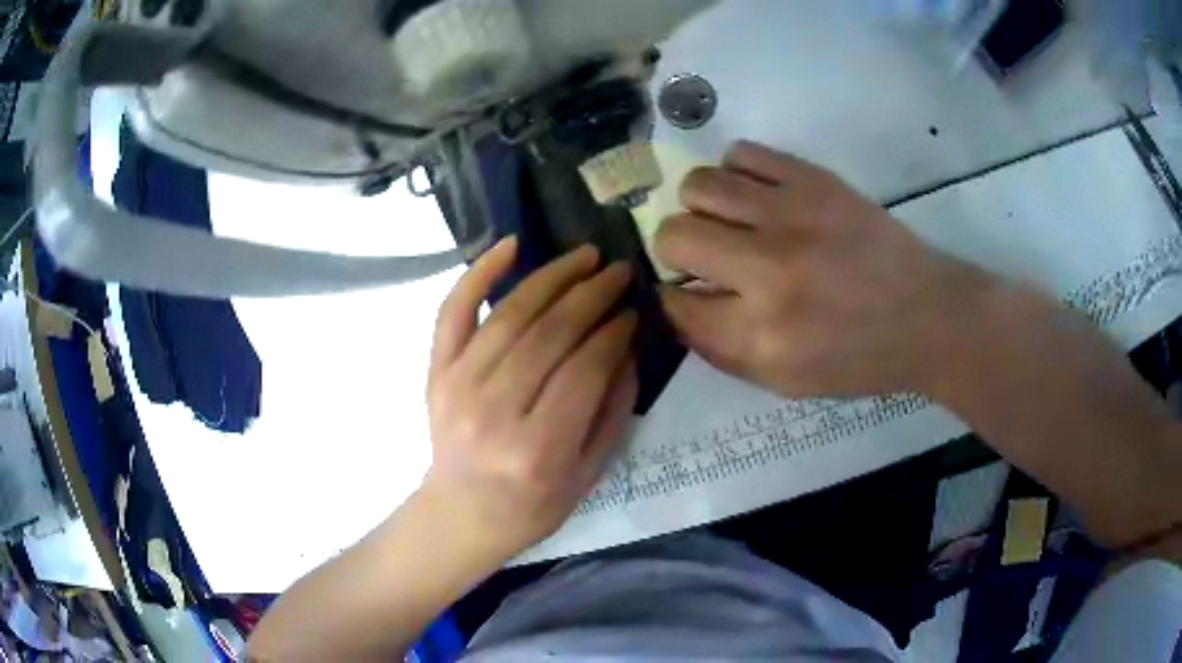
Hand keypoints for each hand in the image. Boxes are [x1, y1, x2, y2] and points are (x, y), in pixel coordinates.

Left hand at [424, 238, 636, 559]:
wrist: (462, 513)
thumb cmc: (532, 505)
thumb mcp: (589, 473)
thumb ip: (613, 410)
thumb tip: (628, 346)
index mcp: (539, 448)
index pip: (585, 368)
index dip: (615, 332)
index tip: (634, 310)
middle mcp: (494, 411)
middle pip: (550, 334)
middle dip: (593, 295)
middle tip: (621, 271)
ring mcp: (457, 386)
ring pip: (511, 314)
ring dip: (553, 277)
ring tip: (586, 256)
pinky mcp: (436, 372)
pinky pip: (453, 311)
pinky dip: (478, 272)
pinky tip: (511, 244)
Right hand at [655, 141, 994, 397]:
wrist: (927, 314)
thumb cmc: (859, 359)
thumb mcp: (785, 383)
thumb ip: (721, 350)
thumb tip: (676, 305)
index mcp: (762, 335)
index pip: (674, 303)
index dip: (670, 298)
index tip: (684, 293)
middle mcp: (769, 271)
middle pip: (674, 235)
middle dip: (676, 250)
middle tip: (705, 257)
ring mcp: (793, 215)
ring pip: (699, 185)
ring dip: (702, 207)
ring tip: (730, 221)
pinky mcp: (814, 179)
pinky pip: (743, 153)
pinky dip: (738, 174)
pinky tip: (759, 195)